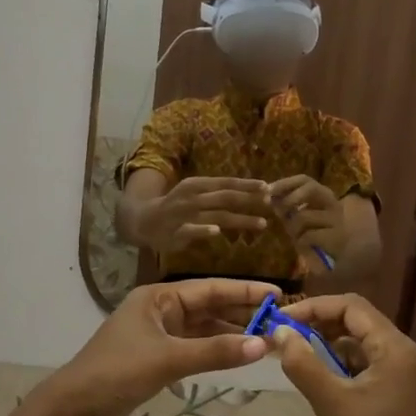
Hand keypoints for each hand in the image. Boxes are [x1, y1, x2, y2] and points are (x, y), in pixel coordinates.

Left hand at [40, 280, 274, 415]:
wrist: (71, 414)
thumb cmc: (116, 374)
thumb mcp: (168, 360)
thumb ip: (216, 352)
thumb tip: (262, 345)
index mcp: (157, 298)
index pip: (210, 288)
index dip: (244, 291)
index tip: (277, 295)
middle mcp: (160, 312)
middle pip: (209, 307)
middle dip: (242, 313)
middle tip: (280, 321)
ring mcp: (158, 338)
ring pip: (204, 331)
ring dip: (232, 335)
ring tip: (267, 340)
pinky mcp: (157, 362)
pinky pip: (195, 351)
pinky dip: (217, 353)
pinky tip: (239, 357)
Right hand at [137, 177, 272, 252]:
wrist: (144, 220)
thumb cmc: (177, 206)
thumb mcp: (196, 194)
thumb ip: (218, 195)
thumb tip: (250, 194)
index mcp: (197, 184)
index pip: (226, 183)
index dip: (247, 185)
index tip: (268, 187)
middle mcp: (192, 197)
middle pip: (225, 197)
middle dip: (249, 199)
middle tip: (270, 203)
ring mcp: (184, 214)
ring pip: (216, 215)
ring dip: (240, 219)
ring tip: (262, 223)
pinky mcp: (177, 232)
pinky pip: (192, 230)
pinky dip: (204, 230)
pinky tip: (217, 232)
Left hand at [267, 175, 347, 271]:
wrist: (347, 256)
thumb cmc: (320, 235)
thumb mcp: (303, 218)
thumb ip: (290, 208)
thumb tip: (271, 198)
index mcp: (324, 196)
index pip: (304, 180)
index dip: (285, 182)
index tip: (268, 189)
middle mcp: (333, 203)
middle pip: (311, 188)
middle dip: (290, 198)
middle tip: (279, 212)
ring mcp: (336, 220)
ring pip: (303, 216)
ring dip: (292, 227)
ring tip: (294, 236)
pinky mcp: (337, 238)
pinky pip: (308, 236)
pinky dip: (300, 241)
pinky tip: (304, 246)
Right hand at [269, 294, 415, 415]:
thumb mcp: (331, 402)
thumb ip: (303, 363)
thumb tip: (280, 332)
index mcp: (395, 347)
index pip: (352, 306)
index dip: (315, 307)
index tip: (283, 320)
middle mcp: (404, 350)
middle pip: (358, 320)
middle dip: (320, 323)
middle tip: (286, 335)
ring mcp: (403, 369)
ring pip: (360, 340)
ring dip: (329, 342)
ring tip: (296, 353)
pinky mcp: (397, 386)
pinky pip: (366, 360)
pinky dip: (341, 360)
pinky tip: (319, 373)